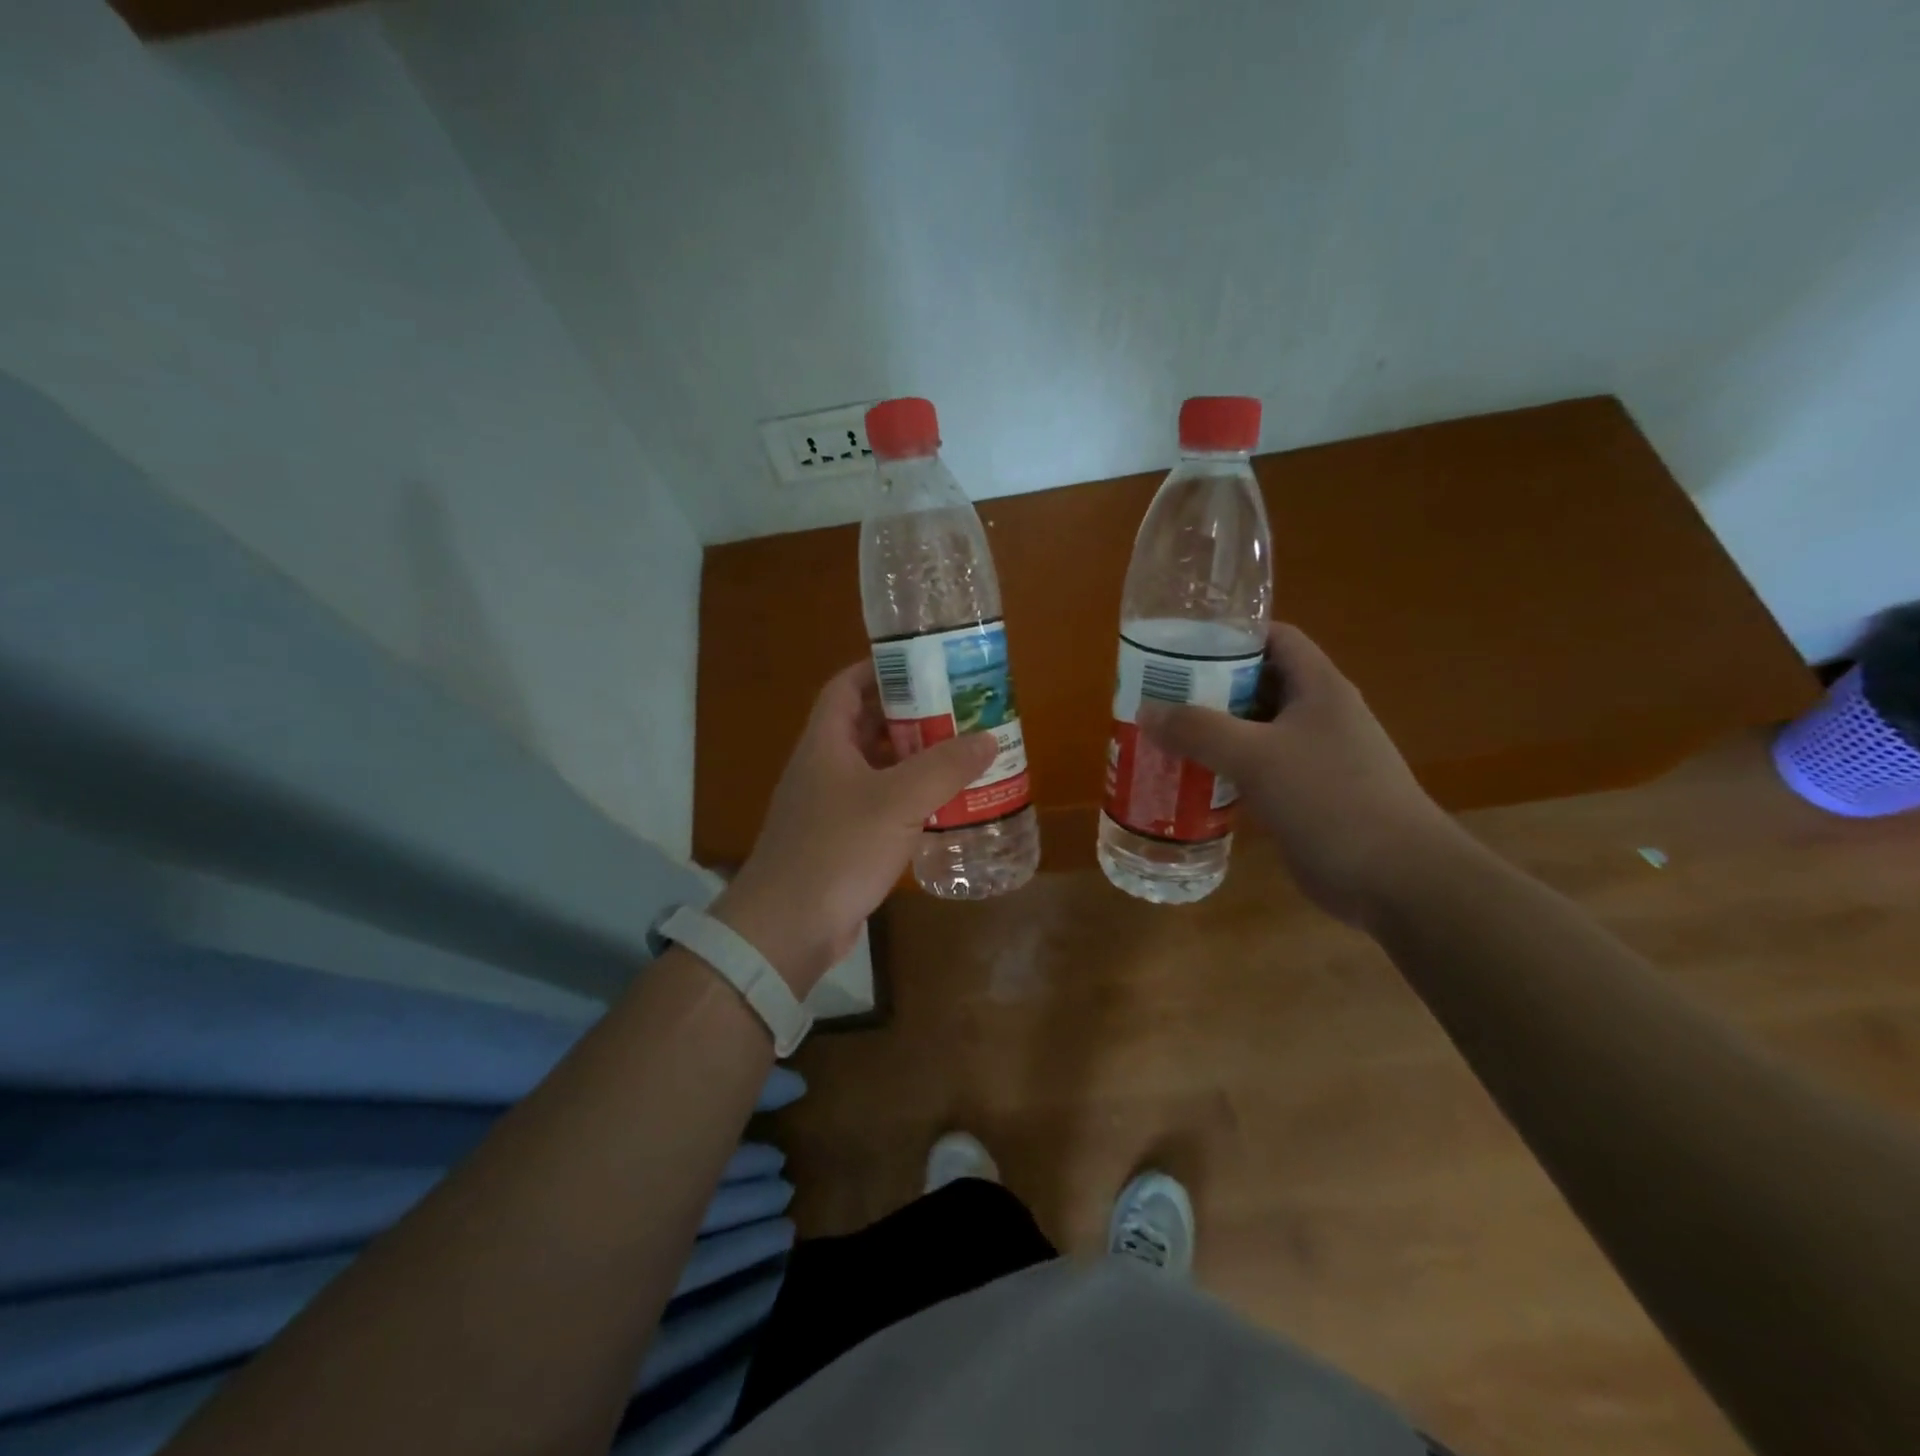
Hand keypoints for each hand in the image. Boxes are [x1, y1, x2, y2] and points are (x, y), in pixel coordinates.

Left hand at [712, 660, 996, 992]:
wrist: (788, 927)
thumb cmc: (838, 849)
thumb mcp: (897, 801)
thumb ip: (944, 767)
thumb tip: (987, 738)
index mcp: (826, 743)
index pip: (846, 687)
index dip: (879, 669)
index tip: (923, 665)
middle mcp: (824, 768)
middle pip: (866, 726)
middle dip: (910, 715)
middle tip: (957, 711)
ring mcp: (830, 806)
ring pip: (876, 769)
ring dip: (913, 760)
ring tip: (960, 754)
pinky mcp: (840, 841)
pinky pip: (879, 806)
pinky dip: (908, 799)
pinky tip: (943, 806)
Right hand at [1139, 622, 1465, 925]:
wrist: (1396, 878)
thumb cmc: (1330, 799)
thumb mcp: (1257, 757)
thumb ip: (1199, 731)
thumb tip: (1146, 711)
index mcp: (1319, 688)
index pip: (1275, 639)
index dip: (1231, 634)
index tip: (1181, 645)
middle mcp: (1318, 715)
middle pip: (1258, 684)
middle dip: (1209, 687)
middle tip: (1159, 695)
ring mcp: (1315, 758)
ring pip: (1255, 731)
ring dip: (1213, 733)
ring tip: (1163, 736)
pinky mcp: (1307, 796)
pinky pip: (1258, 770)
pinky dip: (1226, 770)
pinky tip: (1191, 781)